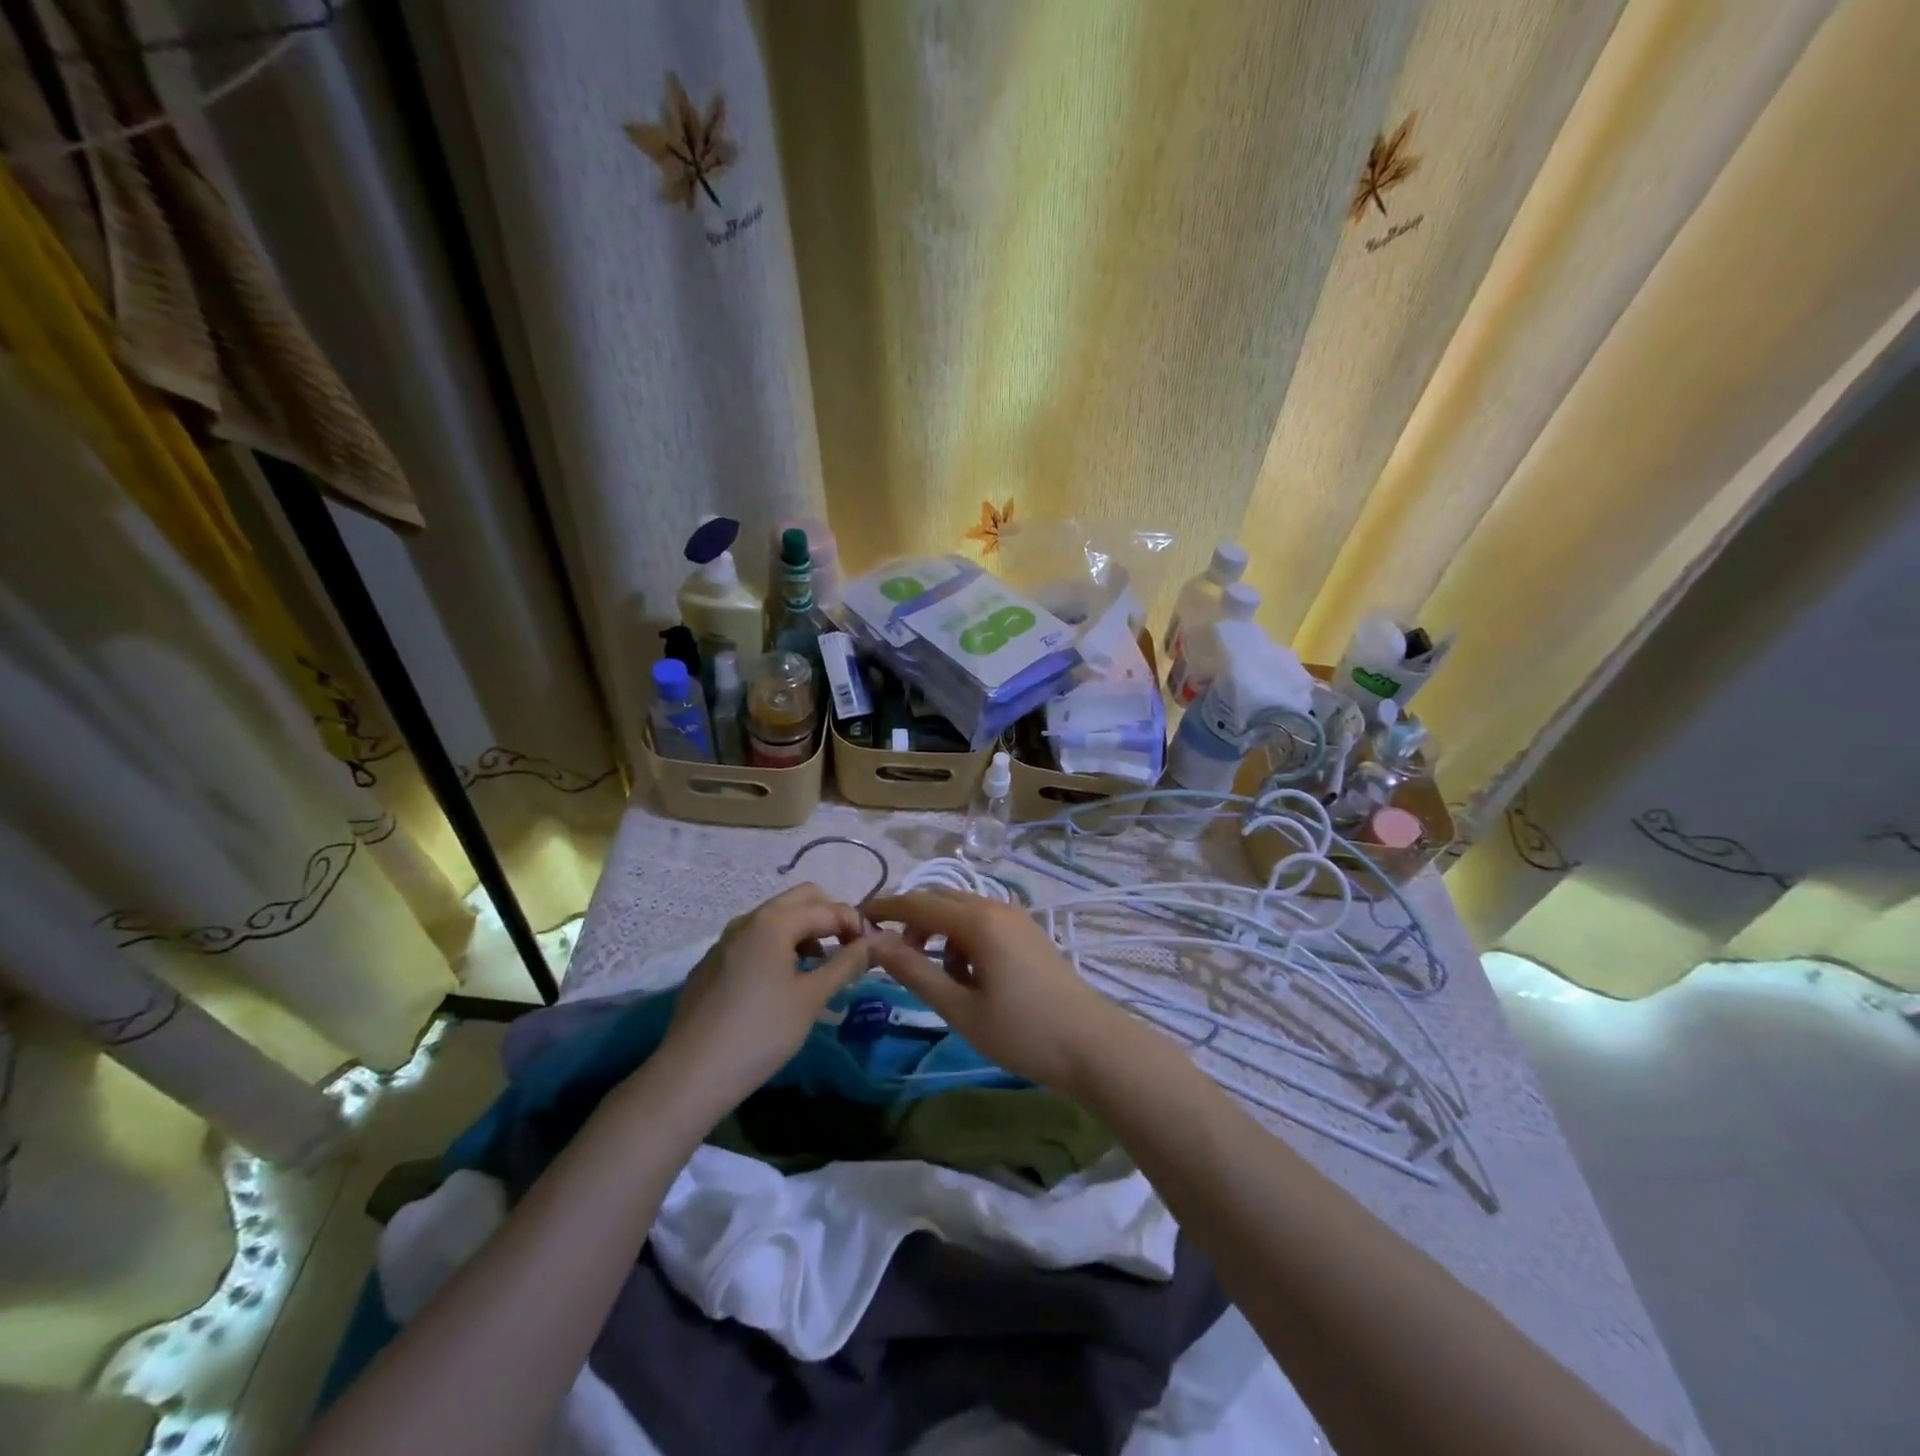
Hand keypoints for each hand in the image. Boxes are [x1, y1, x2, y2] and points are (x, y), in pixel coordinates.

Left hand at [660, 884, 869, 1112]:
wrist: (691, 1074)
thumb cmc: (761, 1032)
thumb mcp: (811, 998)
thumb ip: (845, 964)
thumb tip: (870, 943)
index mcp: (774, 922)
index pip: (827, 908)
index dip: (854, 923)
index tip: (870, 949)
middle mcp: (747, 920)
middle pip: (799, 900)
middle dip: (828, 917)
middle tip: (845, 949)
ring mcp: (724, 940)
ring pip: (774, 918)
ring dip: (802, 931)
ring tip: (817, 968)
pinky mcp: (711, 963)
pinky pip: (753, 940)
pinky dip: (776, 947)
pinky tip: (779, 984)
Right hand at [863, 888, 1130, 1096]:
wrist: (1092, 1045)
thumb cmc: (1021, 1031)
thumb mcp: (959, 1007)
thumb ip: (914, 971)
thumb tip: (872, 943)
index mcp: (978, 920)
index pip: (918, 902)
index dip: (886, 909)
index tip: (857, 921)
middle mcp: (996, 907)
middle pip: (940, 899)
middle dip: (913, 922)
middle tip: (895, 958)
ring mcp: (1017, 918)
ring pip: (963, 911)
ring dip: (940, 933)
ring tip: (940, 979)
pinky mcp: (1029, 933)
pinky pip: (984, 922)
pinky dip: (964, 940)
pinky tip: (971, 978)